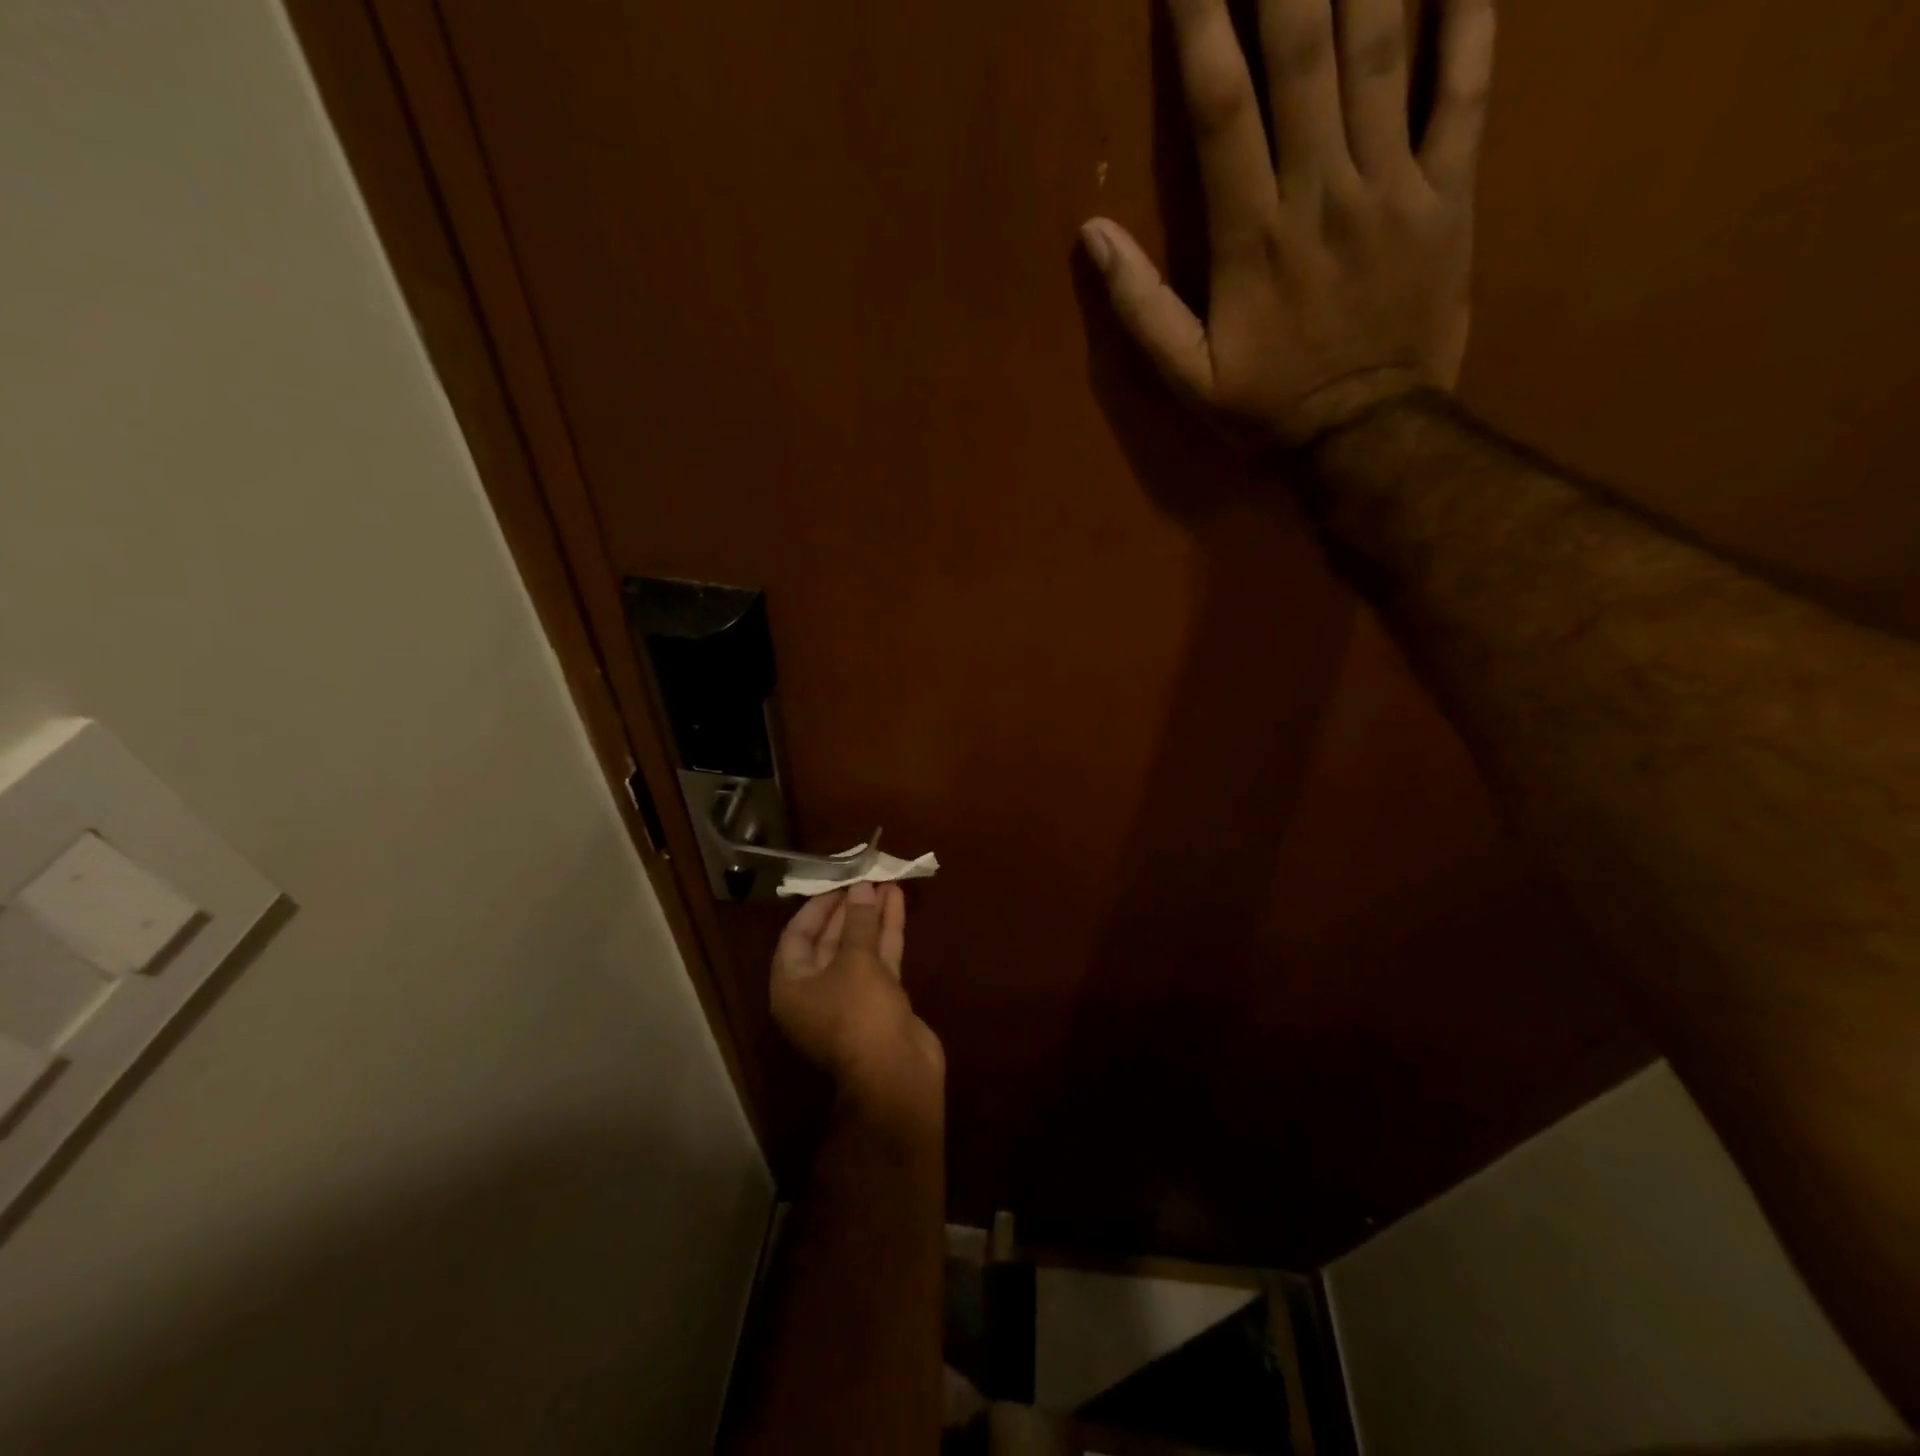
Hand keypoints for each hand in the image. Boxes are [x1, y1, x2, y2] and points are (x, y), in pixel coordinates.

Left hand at [771, 882, 944, 1138]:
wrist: (896, 1074)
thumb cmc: (860, 1014)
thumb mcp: (855, 961)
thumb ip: (858, 921)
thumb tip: (861, 888)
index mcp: (792, 986)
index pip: (797, 935)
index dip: (817, 906)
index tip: (837, 880)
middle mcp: (816, 991)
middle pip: (829, 940)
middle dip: (849, 907)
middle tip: (864, 875)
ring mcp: (850, 998)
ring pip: (858, 948)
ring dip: (871, 916)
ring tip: (885, 880)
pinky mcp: (880, 1001)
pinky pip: (879, 960)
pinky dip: (887, 933)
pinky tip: (898, 902)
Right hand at [1082, 0, 1495, 446]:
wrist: (1367, 437)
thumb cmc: (1268, 410)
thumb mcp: (1188, 380)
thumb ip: (1142, 309)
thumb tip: (1092, 235)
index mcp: (1253, 237)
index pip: (1220, 108)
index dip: (1200, 23)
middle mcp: (1322, 192)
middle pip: (1302, 51)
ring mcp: (1394, 185)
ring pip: (1382, 48)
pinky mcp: (1451, 193)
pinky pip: (1468, 87)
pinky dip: (1470, 12)